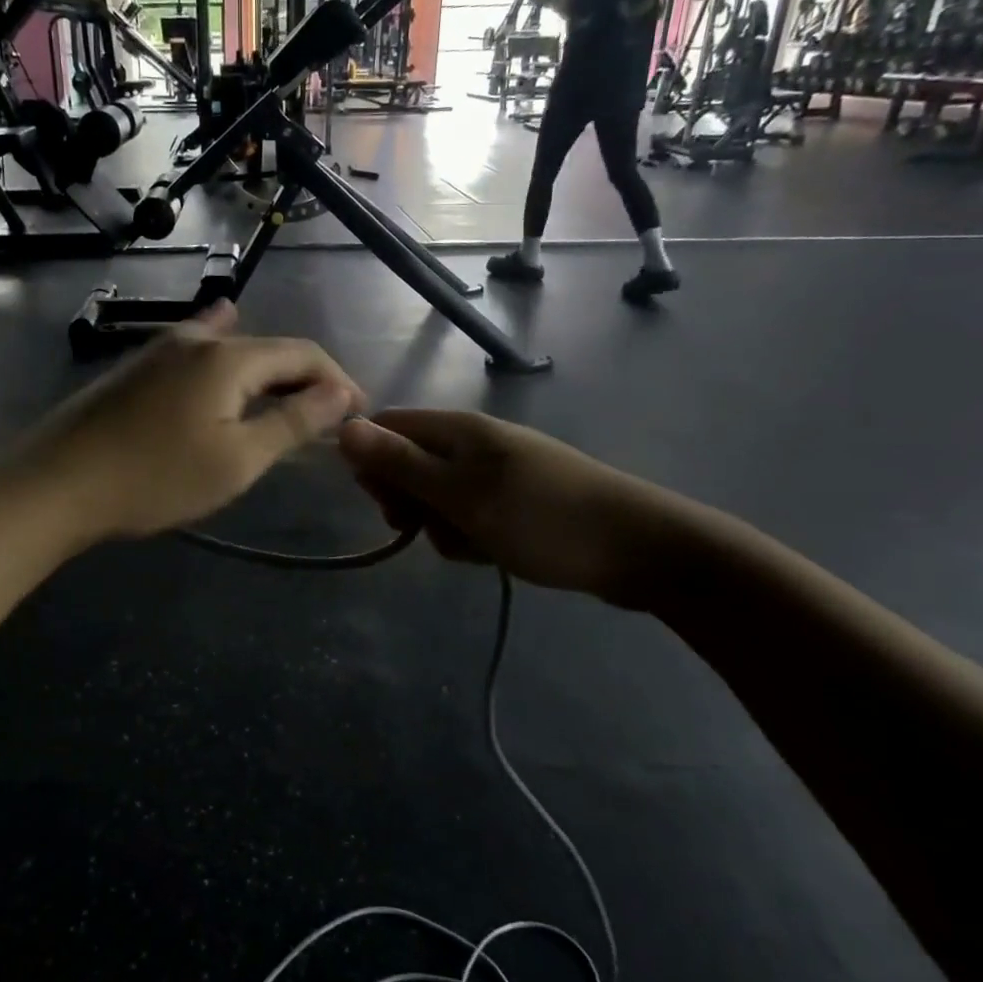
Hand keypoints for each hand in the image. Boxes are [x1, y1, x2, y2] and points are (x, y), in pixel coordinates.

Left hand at [24, 304, 362, 542]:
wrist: (56, 485)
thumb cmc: (155, 478)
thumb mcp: (237, 459)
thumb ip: (293, 421)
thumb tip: (341, 392)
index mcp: (229, 357)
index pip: (302, 354)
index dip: (336, 380)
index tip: (358, 413)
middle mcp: (196, 339)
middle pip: (267, 349)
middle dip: (303, 380)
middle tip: (325, 420)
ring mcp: (159, 349)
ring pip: (230, 350)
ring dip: (266, 374)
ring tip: (286, 399)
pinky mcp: (135, 368)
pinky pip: (195, 351)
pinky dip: (224, 355)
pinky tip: (220, 334)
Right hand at [337, 410, 683, 608]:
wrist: (638, 549)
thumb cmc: (541, 517)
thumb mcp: (461, 495)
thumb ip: (401, 464)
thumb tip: (343, 428)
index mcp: (458, 430)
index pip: (389, 428)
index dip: (373, 462)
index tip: (382, 503)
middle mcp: (474, 444)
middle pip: (411, 465)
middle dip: (410, 502)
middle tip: (428, 528)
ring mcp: (497, 473)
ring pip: (439, 498)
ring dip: (442, 527)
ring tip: (474, 545)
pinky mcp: (515, 502)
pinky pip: (470, 516)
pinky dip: (471, 536)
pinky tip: (493, 553)